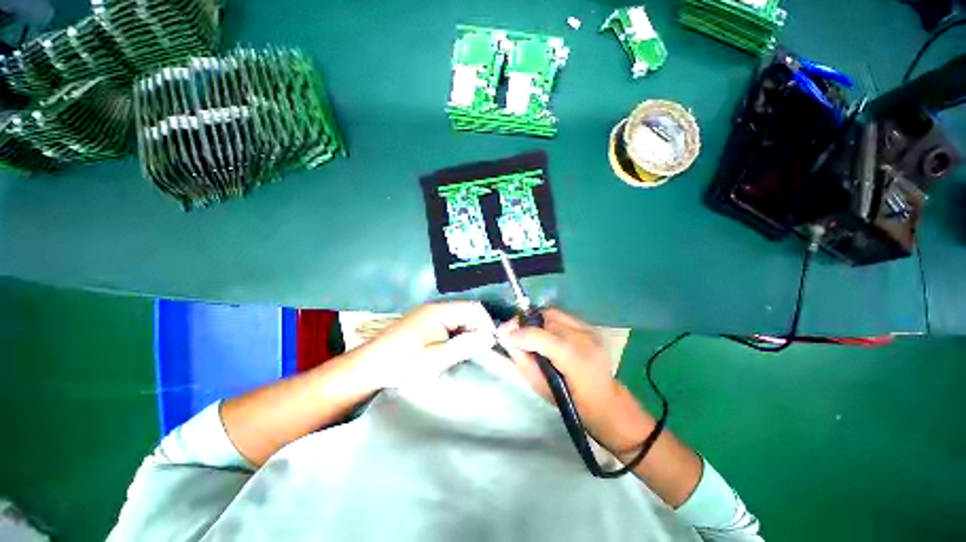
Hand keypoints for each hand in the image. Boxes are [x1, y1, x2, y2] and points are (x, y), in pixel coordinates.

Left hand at [354, 301, 496, 388]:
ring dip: (468, 334)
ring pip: (460, 319)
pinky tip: (454, 351)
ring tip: (467, 354)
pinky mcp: (426, 322)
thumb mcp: (435, 359)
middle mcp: (437, 308)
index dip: (486, 324)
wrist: (368, 367)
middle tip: (479, 353)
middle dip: (478, 330)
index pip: (474, 309)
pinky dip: (457, 336)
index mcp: (439, 311)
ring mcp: (430, 314)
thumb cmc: (401, 364)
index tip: (490, 345)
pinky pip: (450, 324)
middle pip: (468, 312)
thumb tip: (489, 337)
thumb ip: (464, 346)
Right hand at [499, 308, 654, 454]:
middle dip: (527, 323)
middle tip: (515, 333)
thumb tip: (508, 337)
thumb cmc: (570, 402)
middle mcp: (585, 339)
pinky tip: (545, 333)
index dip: (519, 333)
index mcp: (575, 360)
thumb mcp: (540, 386)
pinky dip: (548, 321)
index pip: (541, 336)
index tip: (504, 335)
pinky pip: (561, 316)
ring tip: (530, 334)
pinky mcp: (590, 327)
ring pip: (553, 313)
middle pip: (546, 317)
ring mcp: (590, 330)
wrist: (604, 401)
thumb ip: (522, 359)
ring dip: (537, 321)